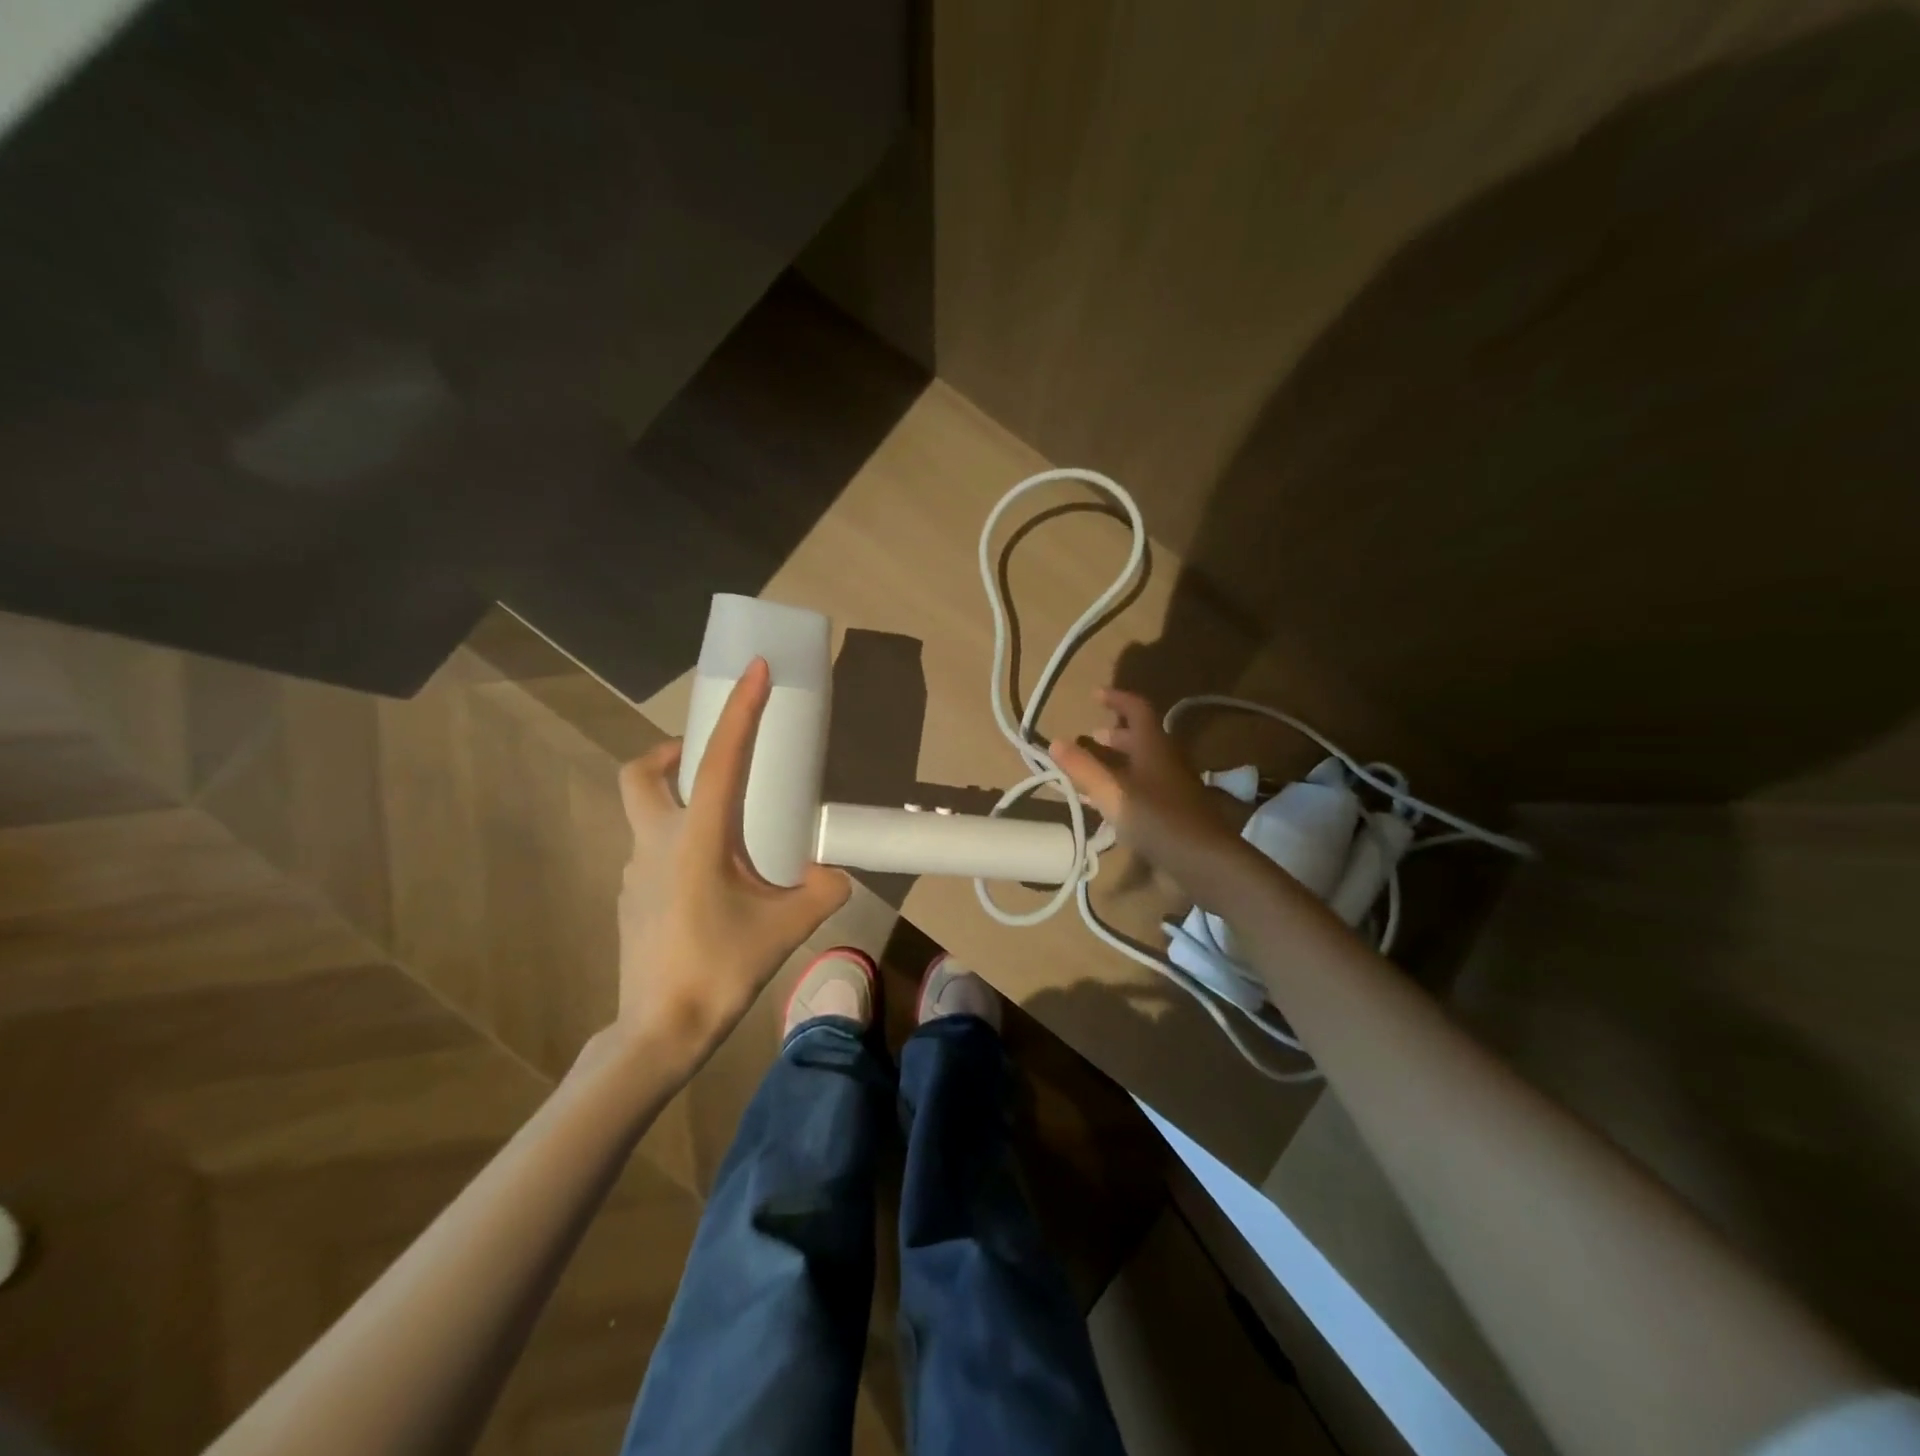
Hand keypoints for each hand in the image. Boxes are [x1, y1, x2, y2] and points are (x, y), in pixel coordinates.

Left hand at [613, 659, 850, 1072]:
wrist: (660, 1032)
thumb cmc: (720, 971)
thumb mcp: (787, 928)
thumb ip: (822, 891)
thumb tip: (837, 874)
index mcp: (697, 838)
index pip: (721, 759)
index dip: (739, 710)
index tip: (754, 670)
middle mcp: (657, 842)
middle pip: (642, 774)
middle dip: (671, 753)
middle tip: (710, 762)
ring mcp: (636, 871)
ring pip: (646, 813)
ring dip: (680, 802)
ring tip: (729, 833)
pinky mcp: (632, 897)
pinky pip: (654, 851)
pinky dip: (680, 843)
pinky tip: (712, 883)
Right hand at [1051, 688, 1250, 893]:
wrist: (1204, 861)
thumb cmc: (1156, 819)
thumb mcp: (1111, 793)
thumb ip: (1082, 768)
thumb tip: (1055, 742)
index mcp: (1154, 747)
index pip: (1137, 709)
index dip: (1117, 699)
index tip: (1095, 695)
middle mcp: (1166, 761)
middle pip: (1142, 738)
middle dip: (1115, 735)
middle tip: (1091, 738)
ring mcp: (1174, 787)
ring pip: (1143, 764)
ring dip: (1119, 762)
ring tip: (1093, 771)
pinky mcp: (1175, 812)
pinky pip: (1146, 788)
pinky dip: (1125, 787)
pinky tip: (1109, 806)